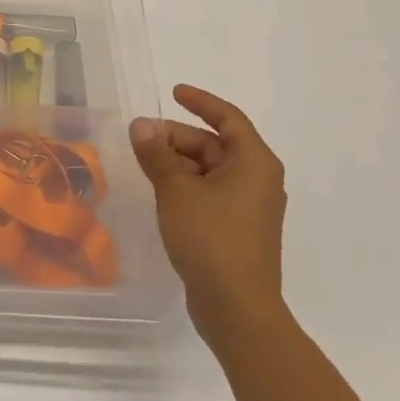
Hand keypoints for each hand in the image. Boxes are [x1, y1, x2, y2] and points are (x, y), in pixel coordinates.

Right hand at [129, 85, 287, 349]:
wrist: (237, 308)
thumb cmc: (211, 238)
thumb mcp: (176, 190)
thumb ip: (157, 154)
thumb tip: (141, 125)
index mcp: (254, 163)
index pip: (228, 118)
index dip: (200, 101)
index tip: (174, 92)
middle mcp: (258, 180)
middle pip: (215, 145)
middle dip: (177, 137)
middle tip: (141, 138)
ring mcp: (249, 207)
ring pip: (210, 170)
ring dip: (178, 162)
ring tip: (144, 163)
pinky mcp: (238, 229)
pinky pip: (210, 192)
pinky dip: (186, 184)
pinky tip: (161, 191)